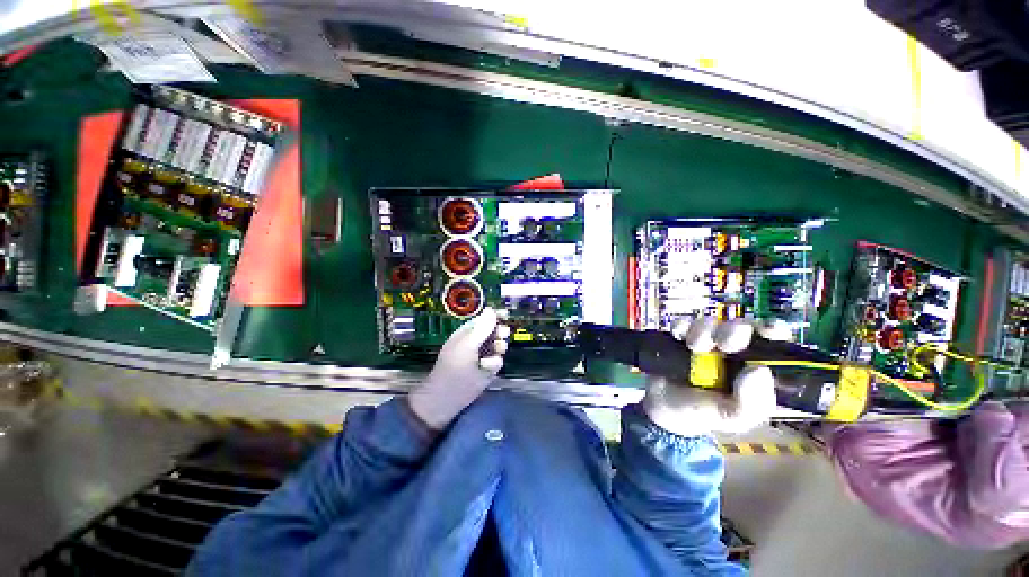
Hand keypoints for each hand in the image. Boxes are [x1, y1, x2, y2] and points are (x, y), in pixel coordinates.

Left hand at [407, 307, 510, 429]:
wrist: (447, 400)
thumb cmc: (454, 370)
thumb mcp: (467, 346)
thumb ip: (481, 328)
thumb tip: (491, 309)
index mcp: (468, 332)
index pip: (485, 318)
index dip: (495, 316)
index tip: (506, 315)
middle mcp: (477, 342)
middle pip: (495, 331)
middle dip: (500, 333)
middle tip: (501, 337)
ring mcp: (483, 356)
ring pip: (500, 346)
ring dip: (498, 350)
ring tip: (490, 357)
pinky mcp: (488, 369)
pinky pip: (498, 361)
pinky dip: (494, 364)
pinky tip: (486, 370)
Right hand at [642, 317, 785, 436]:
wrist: (656, 407)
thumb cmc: (699, 414)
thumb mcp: (730, 419)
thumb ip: (751, 404)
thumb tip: (759, 370)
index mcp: (752, 371)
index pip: (774, 346)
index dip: (774, 332)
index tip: (767, 332)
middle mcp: (731, 354)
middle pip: (742, 327)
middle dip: (734, 331)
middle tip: (725, 345)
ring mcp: (705, 343)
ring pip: (712, 323)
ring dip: (704, 332)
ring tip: (694, 347)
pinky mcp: (680, 337)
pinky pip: (683, 322)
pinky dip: (681, 327)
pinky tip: (679, 339)